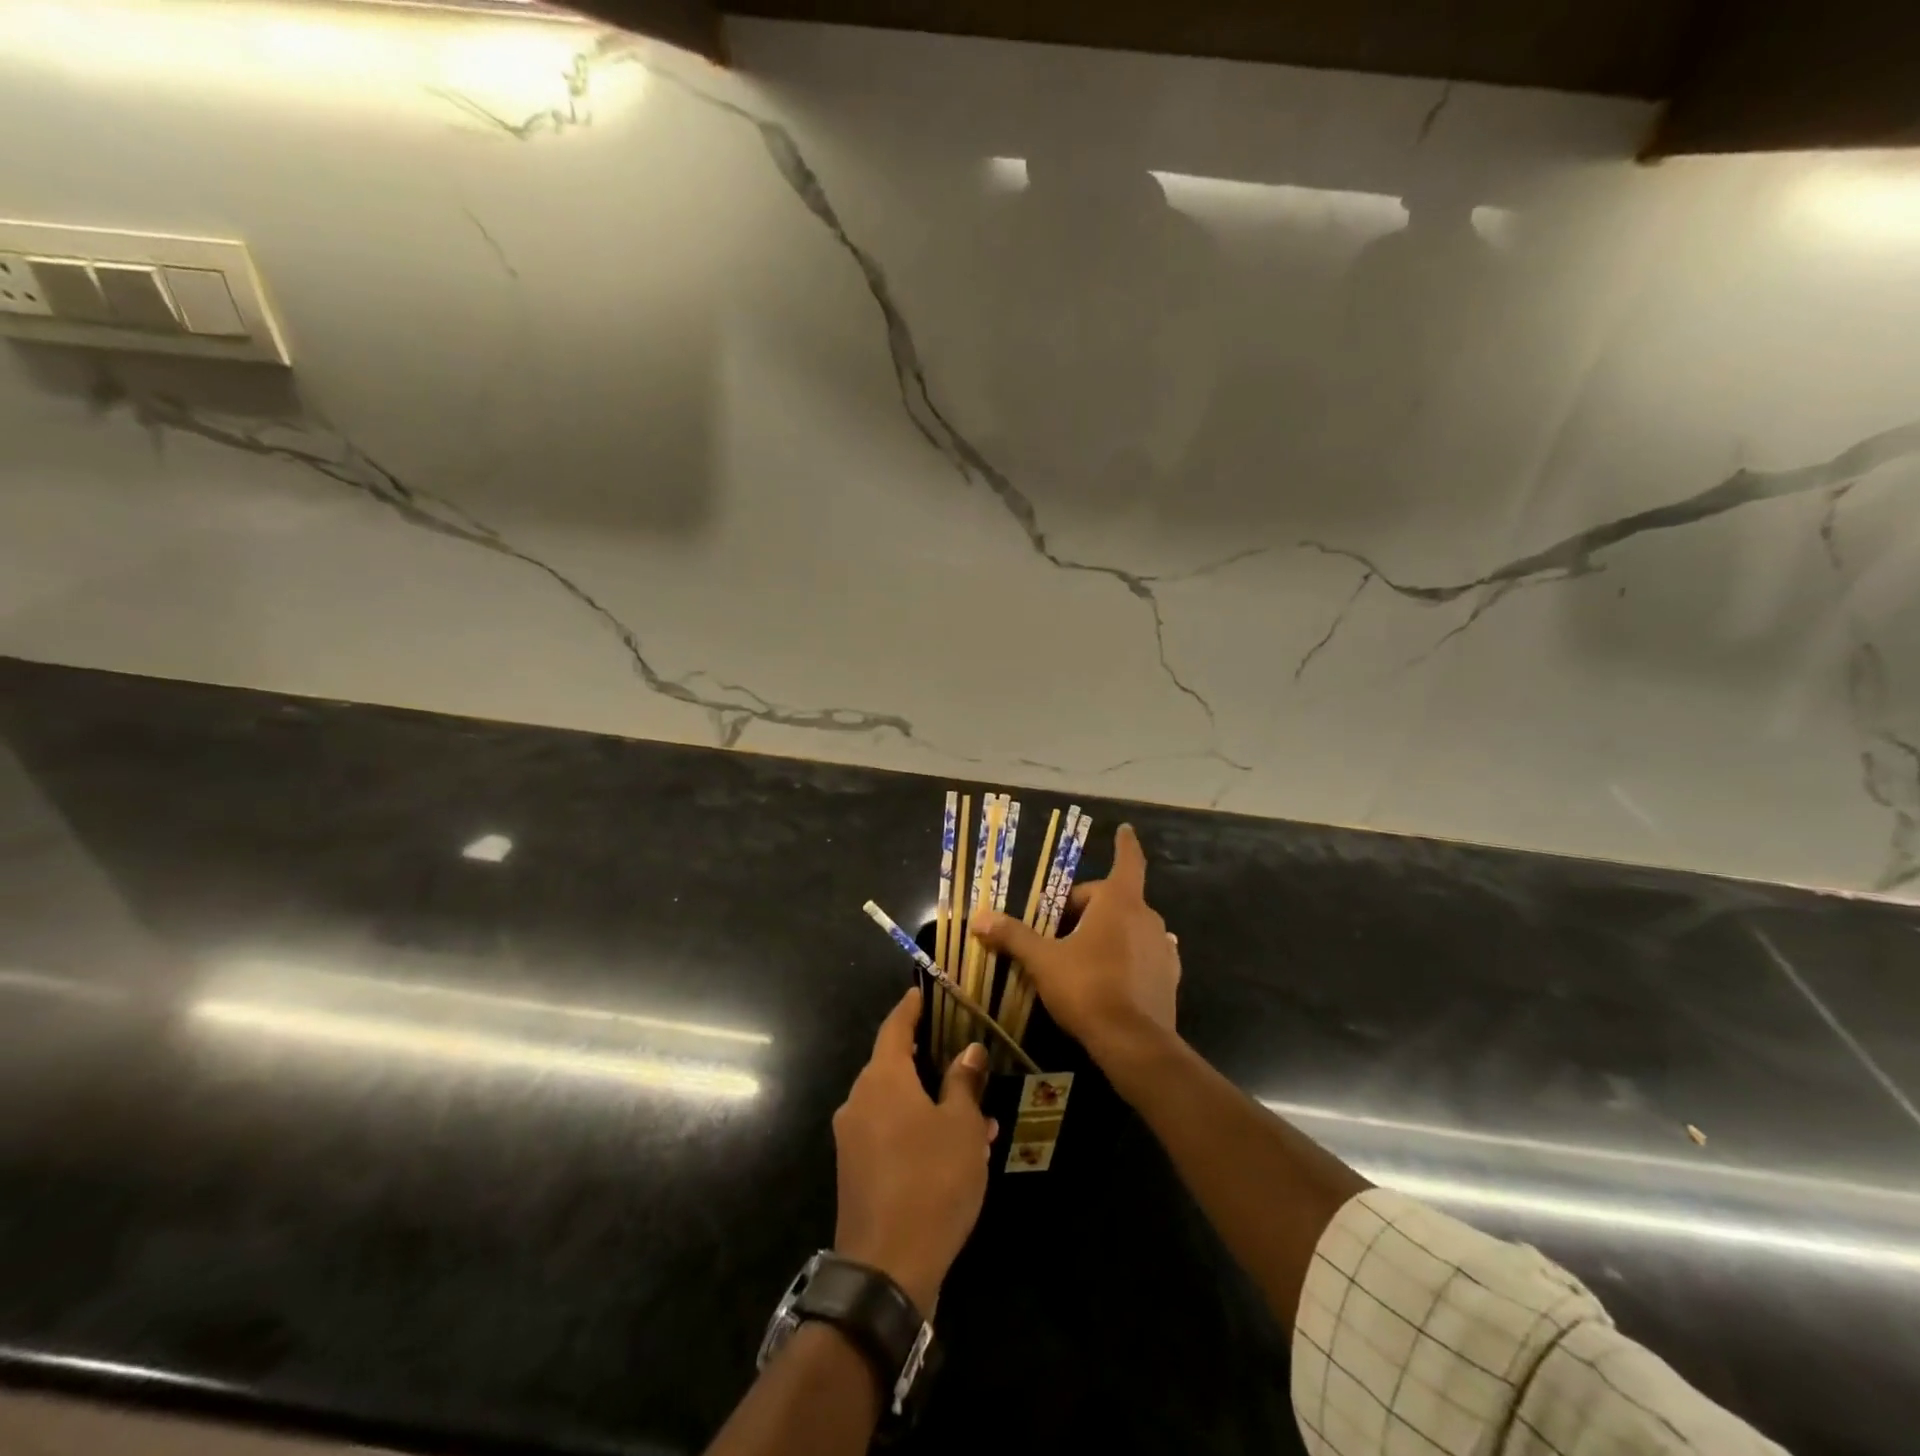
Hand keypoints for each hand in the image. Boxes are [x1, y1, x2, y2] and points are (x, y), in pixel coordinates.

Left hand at [833, 988, 996, 1313]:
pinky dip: (917, 1130)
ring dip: (930, 1103)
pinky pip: (889, 1133)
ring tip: (976, 1117)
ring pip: (895, 1104)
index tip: (921, 992)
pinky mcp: (855, 1171)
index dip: (909, 1008)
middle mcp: (859, 1101)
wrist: (886, 1268)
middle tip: (962, 1060)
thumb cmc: (931, 1181)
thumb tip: (969, 1051)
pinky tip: (953, 1151)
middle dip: (928, 1062)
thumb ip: (963, 1083)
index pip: (894, 1028)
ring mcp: (853, 1138)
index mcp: (882, 1080)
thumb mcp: (962, 1127)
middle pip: (893, 1066)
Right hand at [969, 824, 1179, 1067]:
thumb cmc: (1087, 988)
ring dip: (1109, 931)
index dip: (1123, 844)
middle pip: (1114, 899)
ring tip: (1083, 953)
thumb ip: (1013, 936)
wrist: (1134, 1043)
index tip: (1124, 828)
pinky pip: (1146, 952)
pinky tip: (1114, 971)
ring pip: (1131, 926)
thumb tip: (979, 918)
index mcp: (1119, 902)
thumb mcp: (1043, 961)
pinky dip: (1130, 954)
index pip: (1126, 861)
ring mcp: (1163, 948)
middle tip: (1058, 930)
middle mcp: (1147, 917)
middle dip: (1087, 908)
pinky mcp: (1169, 976)